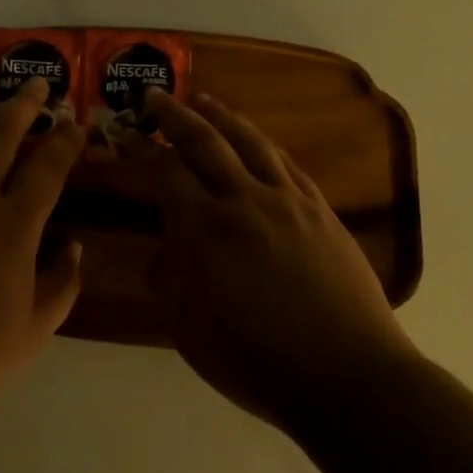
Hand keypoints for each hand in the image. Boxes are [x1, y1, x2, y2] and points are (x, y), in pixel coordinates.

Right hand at [124, 90, 413, 428]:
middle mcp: (247, 200)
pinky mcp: (321, 210)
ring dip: (220, 115)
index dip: (139, 148)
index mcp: (209, 229)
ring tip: (201, 99)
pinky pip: (286, 163)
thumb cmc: (259, 360)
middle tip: (153, 94)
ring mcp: (289, 201)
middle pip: (205, 141)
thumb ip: (168, 276)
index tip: (121, 131)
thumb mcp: (189, 328)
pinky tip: (254, 139)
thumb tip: (167, 240)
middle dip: (173, 114)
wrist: (350, 377)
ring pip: (249, 141)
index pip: (165, 171)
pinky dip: (262, 143)